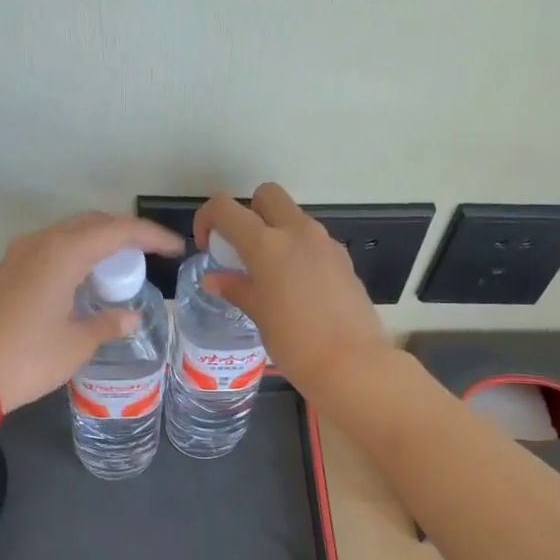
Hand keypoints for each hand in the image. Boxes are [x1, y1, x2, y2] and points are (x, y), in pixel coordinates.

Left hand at [0, 212, 183, 411]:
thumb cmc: (30, 358)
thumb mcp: (78, 343)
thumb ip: (109, 323)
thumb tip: (131, 317)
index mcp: (64, 253)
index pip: (118, 231)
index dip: (151, 236)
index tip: (175, 249)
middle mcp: (42, 242)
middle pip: (93, 222)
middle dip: (126, 232)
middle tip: (152, 254)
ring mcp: (21, 253)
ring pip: (70, 231)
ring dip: (100, 240)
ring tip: (123, 265)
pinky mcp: (9, 269)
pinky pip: (53, 246)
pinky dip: (77, 252)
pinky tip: (87, 277)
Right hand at [195, 183, 392, 397]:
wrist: (352, 363)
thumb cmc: (295, 343)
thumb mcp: (258, 315)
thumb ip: (236, 289)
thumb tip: (215, 279)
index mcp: (267, 244)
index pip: (226, 208)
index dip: (208, 219)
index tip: (207, 246)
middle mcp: (297, 232)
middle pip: (267, 195)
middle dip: (249, 212)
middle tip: (242, 249)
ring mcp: (325, 242)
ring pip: (293, 217)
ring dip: (276, 231)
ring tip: (269, 274)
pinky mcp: (343, 258)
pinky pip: (313, 241)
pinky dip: (298, 250)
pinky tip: (297, 287)